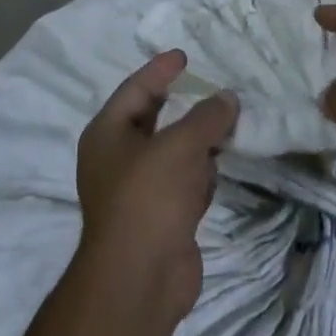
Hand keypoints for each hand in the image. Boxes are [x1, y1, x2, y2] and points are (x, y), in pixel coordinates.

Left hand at [76, 50, 237, 323]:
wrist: (141, 279)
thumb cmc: (149, 198)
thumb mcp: (179, 146)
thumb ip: (206, 117)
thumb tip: (227, 98)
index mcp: (107, 134)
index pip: (135, 90)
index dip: (159, 70)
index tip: (184, 55)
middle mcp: (118, 158)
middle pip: (153, 120)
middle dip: (182, 104)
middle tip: (209, 85)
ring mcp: (138, 190)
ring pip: (172, 152)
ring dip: (197, 140)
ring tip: (227, 120)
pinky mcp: (161, 217)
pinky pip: (184, 182)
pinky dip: (201, 172)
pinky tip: (220, 165)